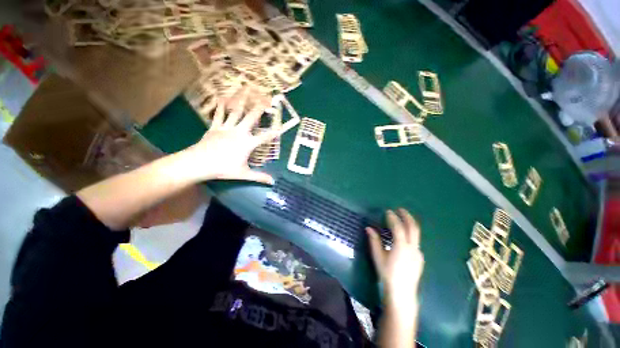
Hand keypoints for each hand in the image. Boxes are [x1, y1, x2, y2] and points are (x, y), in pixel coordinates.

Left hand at [183, 87, 281, 183]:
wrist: (199, 163)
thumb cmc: (223, 168)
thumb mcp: (244, 174)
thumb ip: (259, 177)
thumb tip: (273, 182)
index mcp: (248, 143)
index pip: (265, 137)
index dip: (274, 132)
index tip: (281, 126)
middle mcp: (239, 132)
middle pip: (251, 117)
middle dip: (260, 107)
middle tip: (266, 98)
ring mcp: (226, 128)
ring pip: (236, 111)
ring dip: (242, 100)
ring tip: (247, 89)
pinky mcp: (215, 127)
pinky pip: (218, 114)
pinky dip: (220, 106)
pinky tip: (221, 97)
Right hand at [366, 209, 423, 308]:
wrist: (402, 292)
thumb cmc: (387, 273)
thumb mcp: (378, 256)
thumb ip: (374, 241)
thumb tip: (368, 228)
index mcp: (401, 247)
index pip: (398, 227)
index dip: (393, 218)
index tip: (388, 211)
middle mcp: (412, 248)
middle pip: (413, 227)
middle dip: (407, 216)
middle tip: (400, 209)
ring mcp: (418, 253)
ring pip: (416, 234)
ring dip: (410, 224)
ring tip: (402, 219)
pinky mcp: (420, 258)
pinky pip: (416, 242)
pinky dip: (410, 234)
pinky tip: (404, 237)